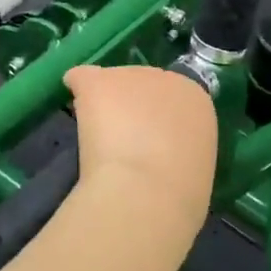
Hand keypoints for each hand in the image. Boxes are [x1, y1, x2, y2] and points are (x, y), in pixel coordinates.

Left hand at [63, 64, 215, 229]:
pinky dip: (76, 90)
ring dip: (104, 106)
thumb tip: (162, 155)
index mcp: (196, 100)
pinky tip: (74, 112)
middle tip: (122, 144)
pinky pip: (81, 78)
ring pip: (112, 84)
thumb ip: (178, 148)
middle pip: (141, 85)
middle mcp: (167, 78)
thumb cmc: (178, 194)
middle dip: (130, 109)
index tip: (148, 142)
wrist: (148, 193)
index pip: (171, 98)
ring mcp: (131, 76)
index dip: (155, 120)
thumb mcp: (193, 166)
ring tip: (98, 140)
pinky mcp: (99, 82)